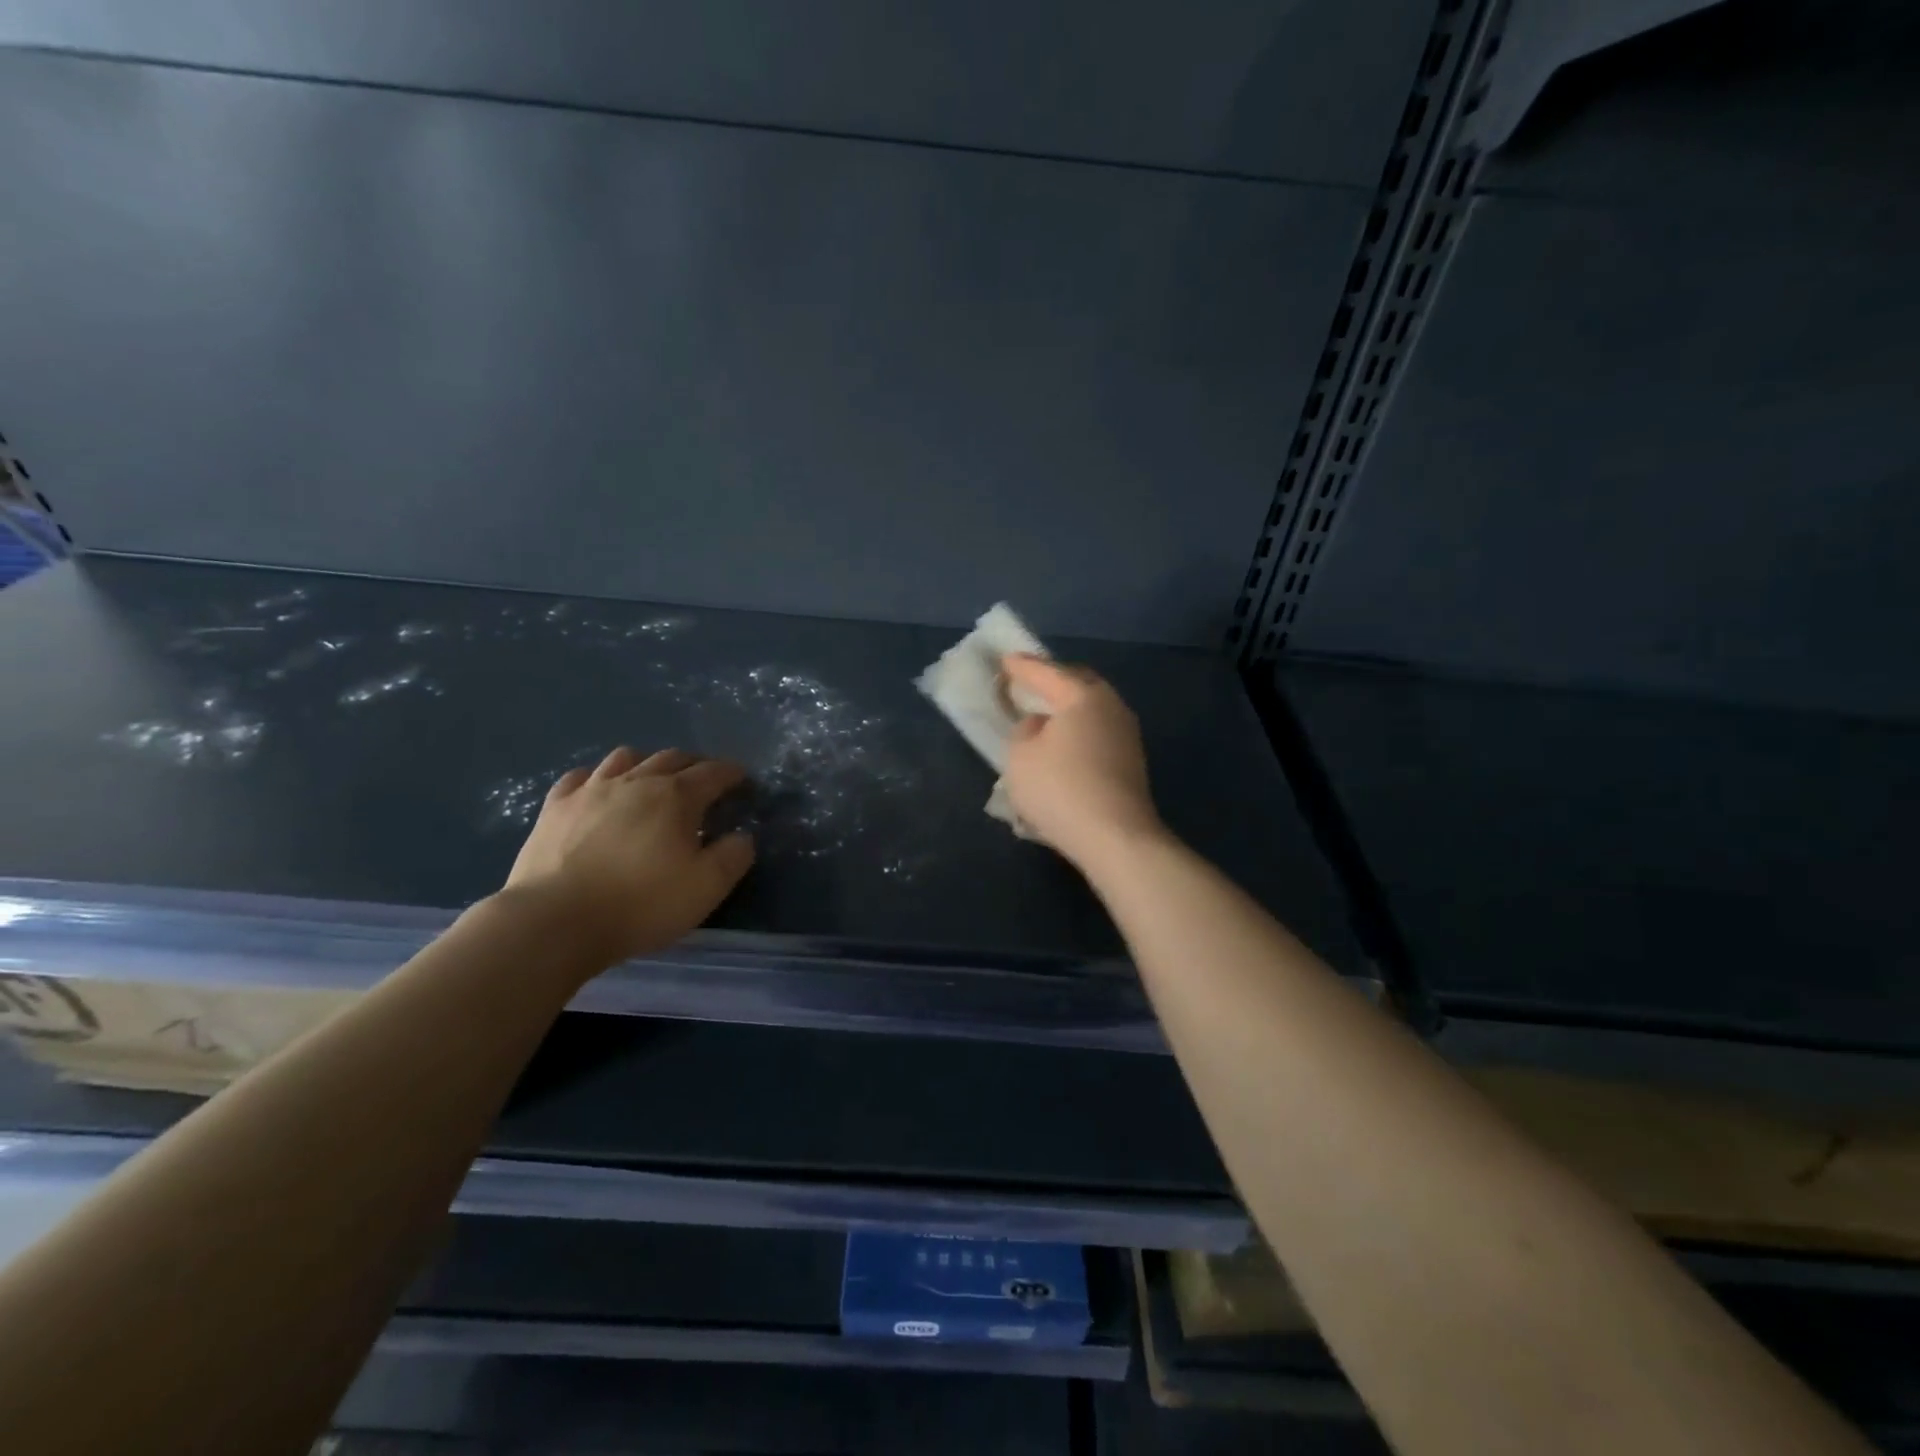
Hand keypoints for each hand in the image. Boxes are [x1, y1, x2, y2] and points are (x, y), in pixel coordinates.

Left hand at [503, 747, 755, 964]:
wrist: (555, 922)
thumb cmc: (641, 904)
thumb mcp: (707, 888)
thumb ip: (734, 856)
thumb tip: (741, 836)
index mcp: (676, 797)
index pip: (713, 773)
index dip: (731, 773)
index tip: (742, 780)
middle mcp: (636, 781)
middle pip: (672, 758)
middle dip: (694, 764)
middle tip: (704, 779)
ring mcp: (591, 791)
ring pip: (625, 758)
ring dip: (647, 763)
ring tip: (652, 780)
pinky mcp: (555, 808)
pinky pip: (580, 777)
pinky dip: (598, 778)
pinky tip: (599, 792)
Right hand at [1000, 655, 1165, 868]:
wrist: (1116, 837)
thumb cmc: (1061, 789)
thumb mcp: (1020, 757)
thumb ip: (1024, 731)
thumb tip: (1041, 726)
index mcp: (1082, 696)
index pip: (1045, 672)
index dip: (1020, 667)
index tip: (1004, 660)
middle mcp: (1110, 705)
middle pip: (1077, 683)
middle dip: (1052, 681)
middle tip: (1028, 683)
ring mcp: (1126, 734)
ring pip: (1090, 709)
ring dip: (1067, 709)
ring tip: (1043, 716)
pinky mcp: (1131, 761)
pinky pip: (1097, 732)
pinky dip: (1078, 732)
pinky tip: (1064, 745)